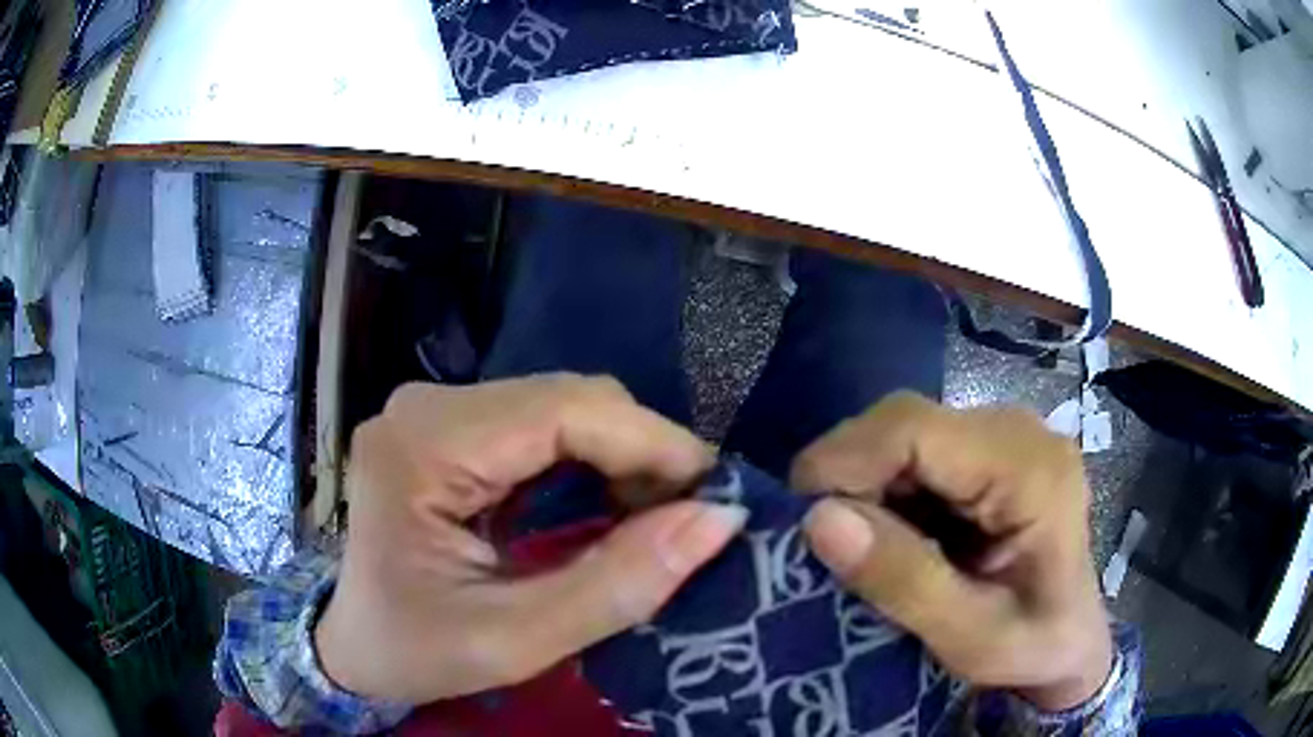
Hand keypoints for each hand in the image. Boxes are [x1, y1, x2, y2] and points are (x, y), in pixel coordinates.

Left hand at [314, 375, 745, 703]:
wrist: (352, 645)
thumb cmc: (414, 651)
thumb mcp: (515, 641)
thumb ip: (617, 585)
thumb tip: (718, 519)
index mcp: (424, 446)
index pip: (565, 409)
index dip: (654, 444)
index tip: (714, 495)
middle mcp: (427, 407)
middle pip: (568, 398)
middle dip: (642, 452)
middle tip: (685, 519)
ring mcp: (435, 412)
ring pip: (563, 406)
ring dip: (621, 456)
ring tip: (654, 517)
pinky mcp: (448, 429)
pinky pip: (542, 425)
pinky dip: (590, 460)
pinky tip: (608, 505)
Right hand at [796, 392, 1112, 710]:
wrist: (1071, 641)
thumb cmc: (1033, 645)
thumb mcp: (971, 637)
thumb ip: (905, 582)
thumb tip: (819, 520)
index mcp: (1031, 470)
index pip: (916, 429)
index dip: (845, 462)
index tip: (800, 522)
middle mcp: (1019, 431)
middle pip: (905, 422)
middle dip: (850, 475)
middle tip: (823, 543)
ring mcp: (1005, 434)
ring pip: (904, 432)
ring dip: (865, 485)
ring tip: (856, 545)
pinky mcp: (989, 449)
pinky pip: (916, 451)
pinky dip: (886, 489)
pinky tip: (889, 533)